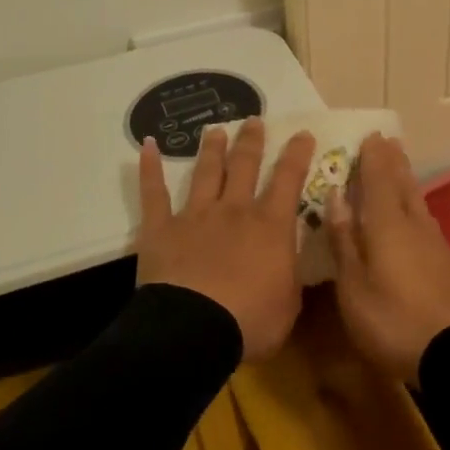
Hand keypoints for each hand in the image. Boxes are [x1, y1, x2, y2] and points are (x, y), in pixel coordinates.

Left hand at [136, 118, 316, 361]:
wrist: (193, 329)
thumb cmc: (250, 321)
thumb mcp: (289, 304)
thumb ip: (291, 277)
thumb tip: (293, 262)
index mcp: (270, 226)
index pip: (288, 180)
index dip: (297, 155)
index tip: (302, 133)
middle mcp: (234, 210)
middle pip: (244, 166)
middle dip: (251, 141)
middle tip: (254, 120)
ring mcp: (195, 215)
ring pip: (206, 172)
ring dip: (212, 149)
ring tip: (215, 129)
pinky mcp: (161, 228)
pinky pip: (154, 193)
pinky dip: (149, 168)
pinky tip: (147, 146)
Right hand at [327, 133, 449, 384]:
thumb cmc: (392, 320)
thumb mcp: (353, 286)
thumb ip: (344, 240)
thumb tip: (336, 196)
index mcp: (387, 224)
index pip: (379, 180)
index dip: (373, 158)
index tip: (370, 135)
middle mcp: (414, 224)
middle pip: (403, 184)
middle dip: (394, 162)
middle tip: (388, 141)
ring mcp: (435, 243)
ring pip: (418, 201)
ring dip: (407, 180)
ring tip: (400, 167)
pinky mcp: (448, 263)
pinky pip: (426, 220)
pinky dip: (416, 206)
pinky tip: (415, 215)